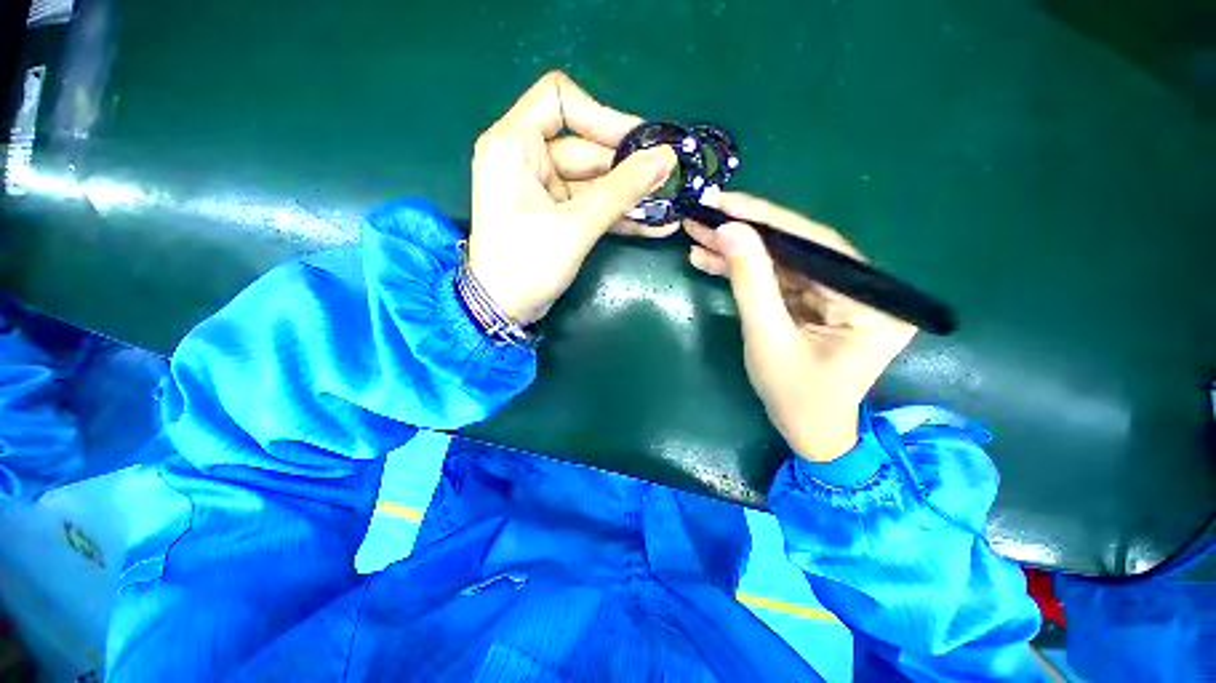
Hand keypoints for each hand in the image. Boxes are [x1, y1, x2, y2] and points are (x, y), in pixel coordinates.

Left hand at [469, 71, 677, 324]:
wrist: (503, 310)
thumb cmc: (528, 264)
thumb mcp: (576, 225)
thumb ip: (622, 190)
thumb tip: (667, 158)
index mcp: (514, 144)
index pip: (559, 99)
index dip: (601, 116)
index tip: (637, 144)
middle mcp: (526, 158)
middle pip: (586, 146)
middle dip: (628, 167)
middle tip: (667, 181)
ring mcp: (542, 188)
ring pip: (594, 180)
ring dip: (630, 196)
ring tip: (669, 207)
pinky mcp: (555, 213)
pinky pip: (591, 204)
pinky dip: (618, 214)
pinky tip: (655, 225)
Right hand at [683, 193, 917, 462]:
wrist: (808, 431)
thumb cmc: (794, 396)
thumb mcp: (767, 338)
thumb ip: (750, 282)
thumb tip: (729, 230)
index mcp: (870, 301)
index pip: (815, 246)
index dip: (765, 221)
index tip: (724, 202)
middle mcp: (863, 290)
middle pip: (796, 250)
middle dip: (745, 234)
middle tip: (704, 215)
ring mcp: (838, 295)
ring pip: (782, 262)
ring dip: (738, 251)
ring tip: (698, 237)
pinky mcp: (816, 302)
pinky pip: (778, 279)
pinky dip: (744, 271)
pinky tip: (711, 260)